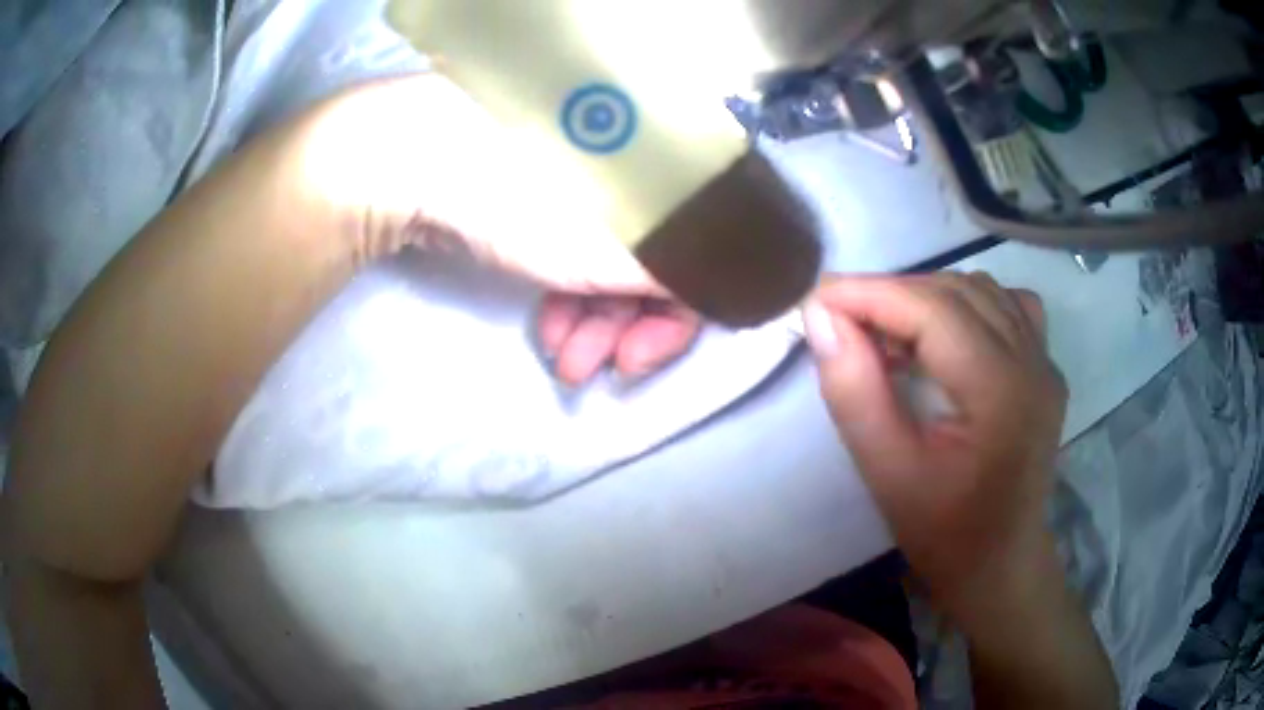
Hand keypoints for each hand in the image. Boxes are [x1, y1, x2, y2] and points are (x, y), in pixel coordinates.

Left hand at [299, 75, 700, 383]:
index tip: (640, 359)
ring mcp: (591, 183)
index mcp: (668, 167)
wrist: (420, 158)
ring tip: (562, 362)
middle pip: (655, 263)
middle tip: (597, 370)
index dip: (680, 315)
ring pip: (612, 265)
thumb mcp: (612, 249)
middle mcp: (640, 171)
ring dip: (593, 324)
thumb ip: (682, 273)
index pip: (703, 252)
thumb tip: (738, 293)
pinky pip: (576, 255)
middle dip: (627, 329)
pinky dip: (566, 299)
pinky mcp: (548, 196)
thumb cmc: (522, 197)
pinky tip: (544, 329)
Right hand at [802, 272, 1066, 622]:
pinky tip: (946, 335)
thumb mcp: (888, 474)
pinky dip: (967, 304)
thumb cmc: (944, 534)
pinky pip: (1007, 305)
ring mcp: (1046, 362)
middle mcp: (1033, 361)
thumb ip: (854, 393)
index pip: (933, 309)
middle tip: (844, 324)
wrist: (1001, 565)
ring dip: (927, 297)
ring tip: (890, 334)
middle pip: (957, 292)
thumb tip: (822, 318)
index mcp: (1001, 391)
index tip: (815, 298)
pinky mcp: (1046, 368)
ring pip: (981, 290)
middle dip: (893, 294)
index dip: (870, 293)